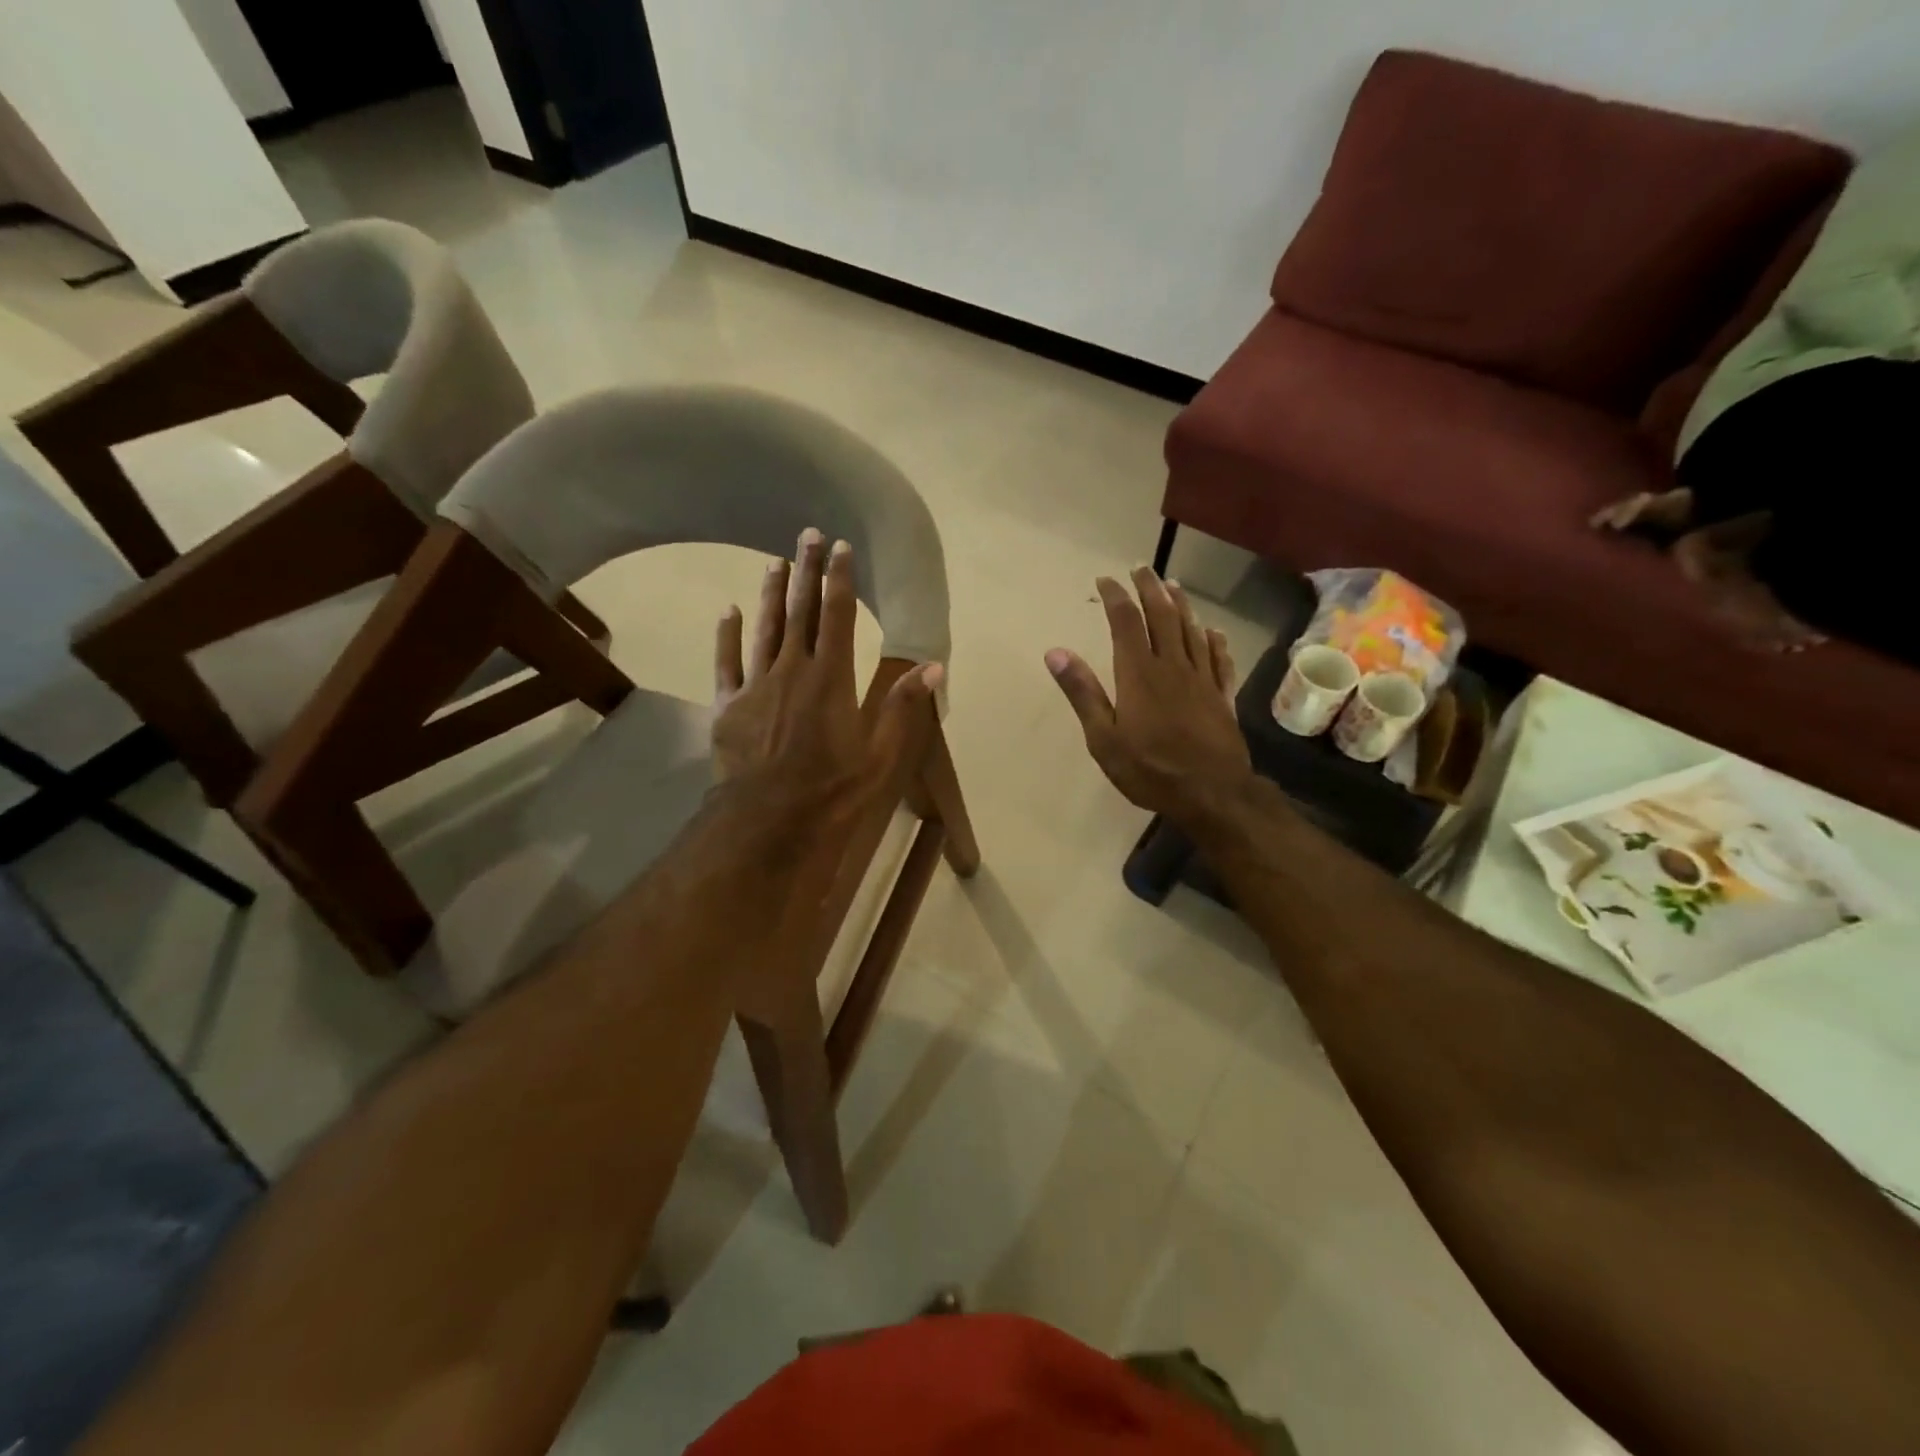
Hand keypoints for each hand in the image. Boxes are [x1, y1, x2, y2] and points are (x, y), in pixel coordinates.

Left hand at [713, 527, 941, 808]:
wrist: (769, 819)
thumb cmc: (832, 788)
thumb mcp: (880, 752)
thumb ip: (902, 705)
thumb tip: (934, 666)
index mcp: (831, 677)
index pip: (838, 616)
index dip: (839, 578)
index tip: (840, 546)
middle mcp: (793, 669)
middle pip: (800, 611)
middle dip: (805, 571)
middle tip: (806, 533)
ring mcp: (756, 684)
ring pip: (764, 628)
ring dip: (770, 593)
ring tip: (774, 561)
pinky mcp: (728, 704)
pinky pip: (726, 661)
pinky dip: (727, 634)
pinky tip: (728, 611)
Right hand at [1045, 568, 1253, 827]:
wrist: (1211, 793)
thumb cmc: (1149, 769)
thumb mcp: (1103, 738)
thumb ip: (1082, 692)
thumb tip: (1055, 652)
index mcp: (1138, 674)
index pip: (1125, 622)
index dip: (1115, 597)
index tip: (1105, 580)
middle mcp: (1172, 666)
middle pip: (1162, 616)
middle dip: (1150, 589)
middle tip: (1142, 568)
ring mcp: (1202, 679)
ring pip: (1192, 631)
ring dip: (1181, 605)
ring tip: (1174, 585)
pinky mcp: (1222, 697)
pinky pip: (1220, 660)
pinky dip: (1215, 641)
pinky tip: (1213, 632)